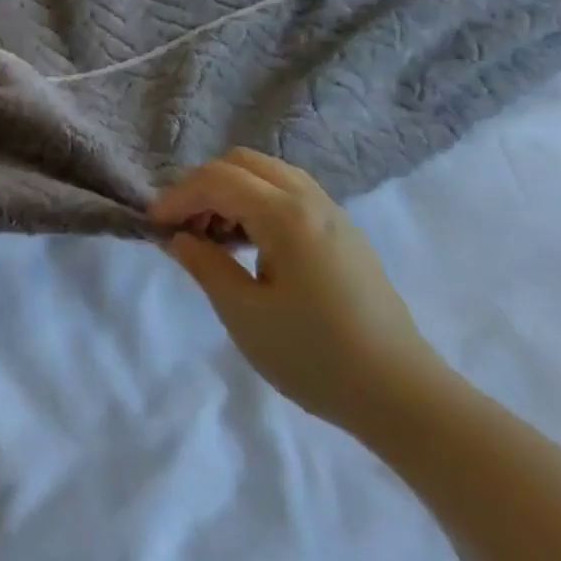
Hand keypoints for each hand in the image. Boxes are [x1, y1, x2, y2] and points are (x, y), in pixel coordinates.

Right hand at [151, 149, 452, 437]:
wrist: (406, 398)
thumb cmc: (316, 357)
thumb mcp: (244, 315)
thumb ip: (205, 266)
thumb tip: (180, 238)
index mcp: (285, 215)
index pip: (216, 180)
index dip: (178, 197)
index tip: (154, 225)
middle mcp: (310, 200)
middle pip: (242, 162)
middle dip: (204, 186)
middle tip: (186, 226)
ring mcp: (333, 214)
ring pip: (268, 174)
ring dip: (232, 191)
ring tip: (215, 236)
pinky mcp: (346, 234)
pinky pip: (290, 193)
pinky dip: (258, 201)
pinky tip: (252, 245)